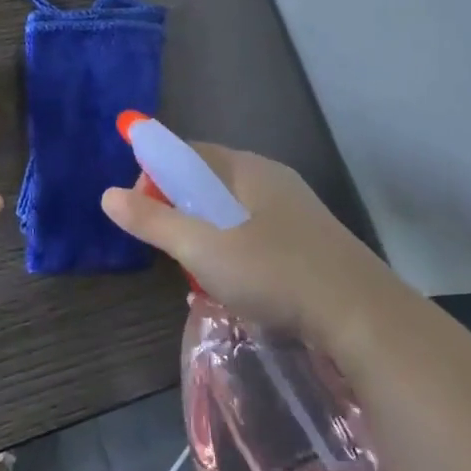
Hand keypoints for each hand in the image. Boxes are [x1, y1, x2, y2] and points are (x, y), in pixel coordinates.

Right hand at [101, 145, 390, 338]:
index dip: (156, 174)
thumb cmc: (275, 272)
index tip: (141, 212)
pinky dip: (235, 254)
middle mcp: (271, 180)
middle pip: (209, 182)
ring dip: (207, 238)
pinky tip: (236, 287)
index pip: (188, 152)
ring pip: (233, 214)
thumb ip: (154, 221)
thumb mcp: (203, 248)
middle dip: (181, 211)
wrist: (363, 318)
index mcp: (247, 168)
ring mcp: (295, 212)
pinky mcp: (310, 243)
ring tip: (200, 275)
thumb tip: (107, 195)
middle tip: (171, 250)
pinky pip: (256, 236)